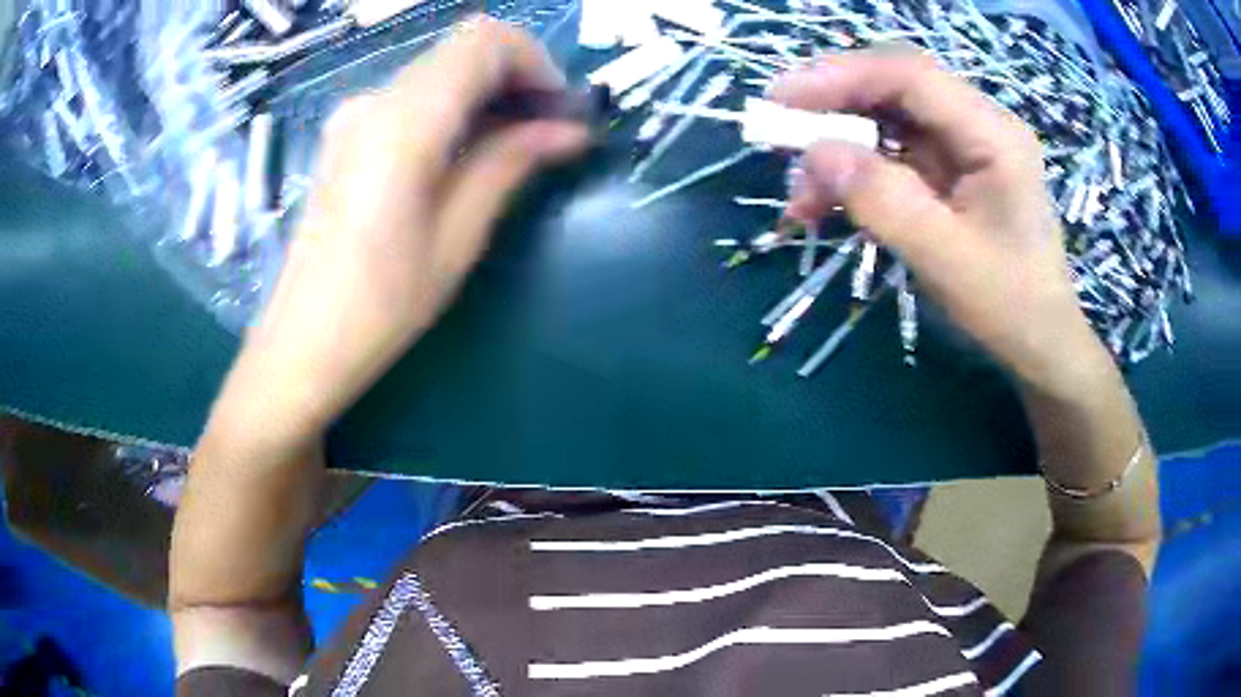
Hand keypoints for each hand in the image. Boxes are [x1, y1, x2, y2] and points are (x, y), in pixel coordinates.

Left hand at [212, 18, 588, 440]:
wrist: (300, 344)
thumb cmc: (381, 306)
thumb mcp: (458, 237)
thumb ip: (511, 163)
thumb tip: (570, 129)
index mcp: (403, 122)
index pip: (484, 40)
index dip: (535, 61)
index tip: (559, 110)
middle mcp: (374, 101)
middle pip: (462, 49)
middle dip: (516, 76)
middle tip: (548, 130)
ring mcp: (354, 116)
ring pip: (440, 71)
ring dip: (486, 93)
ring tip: (514, 148)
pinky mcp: (346, 136)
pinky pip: (414, 97)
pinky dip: (453, 109)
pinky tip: (465, 155)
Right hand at [769, 49, 1106, 390]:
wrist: (1040, 344)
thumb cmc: (1009, 307)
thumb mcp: (946, 259)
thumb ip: (884, 201)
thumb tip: (816, 153)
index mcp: (993, 134)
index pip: (909, 75)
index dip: (842, 76)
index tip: (782, 98)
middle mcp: (978, 124)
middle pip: (894, 88)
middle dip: (834, 108)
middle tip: (782, 138)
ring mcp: (963, 146)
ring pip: (886, 119)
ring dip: (838, 146)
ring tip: (802, 196)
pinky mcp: (948, 170)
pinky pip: (891, 153)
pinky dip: (854, 172)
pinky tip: (826, 202)